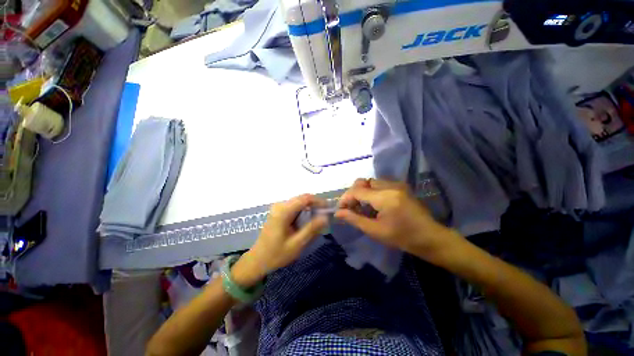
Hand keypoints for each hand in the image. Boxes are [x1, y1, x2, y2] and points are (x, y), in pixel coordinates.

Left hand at [231, 194, 327, 287]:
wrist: (258, 260)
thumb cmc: (276, 254)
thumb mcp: (297, 244)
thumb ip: (312, 229)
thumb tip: (326, 217)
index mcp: (283, 211)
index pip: (305, 198)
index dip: (319, 201)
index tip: (329, 209)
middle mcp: (280, 205)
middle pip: (302, 198)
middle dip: (316, 204)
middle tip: (326, 215)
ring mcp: (278, 207)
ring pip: (299, 202)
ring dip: (310, 208)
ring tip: (319, 218)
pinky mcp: (279, 211)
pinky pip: (295, 206)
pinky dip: (304, 211)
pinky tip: (308, 220)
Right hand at [335, 179, 460, 263]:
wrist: (430, 237)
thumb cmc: (402, 237)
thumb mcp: (375, 231)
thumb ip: (354, 219)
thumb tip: (338, 213)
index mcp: (384, 197)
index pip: (357, 190)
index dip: (346, 198)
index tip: (341, 209)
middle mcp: (390, 185)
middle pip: (363, 182)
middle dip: (353, 193)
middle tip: (352, 207)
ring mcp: (397, 184)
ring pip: (371, 182)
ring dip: (362, 192)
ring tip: (361, 207)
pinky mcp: (400, 186)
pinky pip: (379, 184)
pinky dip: (371, 192)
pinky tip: (373, 204)